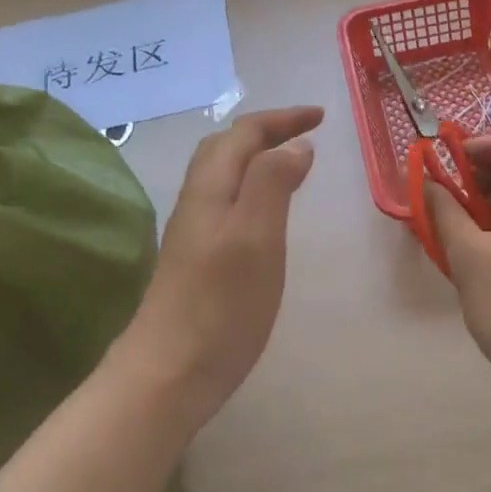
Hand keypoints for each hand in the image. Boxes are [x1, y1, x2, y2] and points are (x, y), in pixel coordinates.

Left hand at [125, 106, 322, 422]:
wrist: (168, 374)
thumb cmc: (221, 304)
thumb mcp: (256, 236)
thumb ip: (273, 183)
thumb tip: (296, 145)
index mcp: (210, 190)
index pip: (243, 134)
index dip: (281, 119)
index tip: (322, 117)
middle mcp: (197, 203)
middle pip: (225, 148)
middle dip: (266, 130)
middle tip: (306, 132)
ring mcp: (193, 233)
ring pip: (223, 176)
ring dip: (257, 157)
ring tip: (290, 162)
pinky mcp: (197, 260)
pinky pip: (226, 203)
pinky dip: (252, 188)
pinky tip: (265, 213)